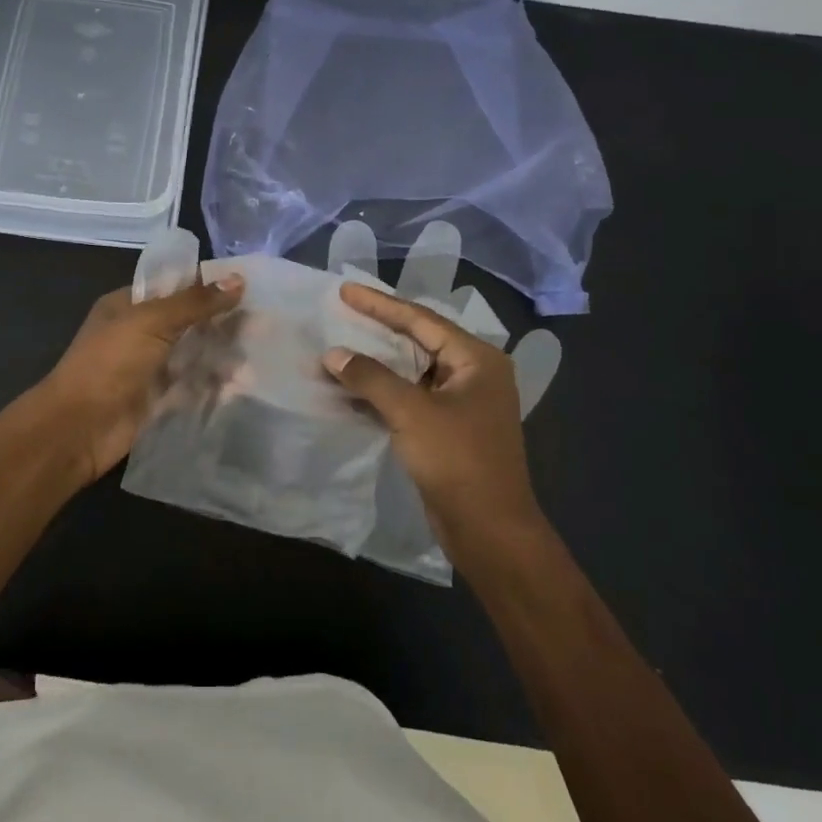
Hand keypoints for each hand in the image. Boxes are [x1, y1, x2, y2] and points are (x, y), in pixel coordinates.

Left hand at [33, 275, 243, 480]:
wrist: (78, 428)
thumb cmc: (109, 363)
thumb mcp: (151, 321)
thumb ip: (195, 302)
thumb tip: (238, 280)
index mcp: (129, 306)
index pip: (175, 287)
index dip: (209, 285)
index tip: (250, 285)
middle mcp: (141, 333)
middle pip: (189, 321)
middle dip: (223, 321)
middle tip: (266, 320)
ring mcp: (151, 368)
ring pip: (195, 354)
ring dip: (224, 353)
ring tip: (263, 351)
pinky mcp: (161, 400)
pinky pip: (194, 386)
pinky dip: (217, 384)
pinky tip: (246, 383)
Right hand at [323, 282, 542, 548]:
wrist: (489, 530)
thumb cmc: (458, 460)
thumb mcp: (411, 412)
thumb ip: (370, 378)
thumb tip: (333, 355)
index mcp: (476, 359)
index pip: (421, 319)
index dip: (380, 304)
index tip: (345, 290)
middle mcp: (472, 373)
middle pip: (417, 341)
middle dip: (377, 330)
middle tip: (340, 312)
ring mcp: (461, 403)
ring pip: (411, 371)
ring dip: (376, 364)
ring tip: (338, 348)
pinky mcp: (447, 429)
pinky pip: (409, 397)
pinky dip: (381, 392)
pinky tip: (350, 389)